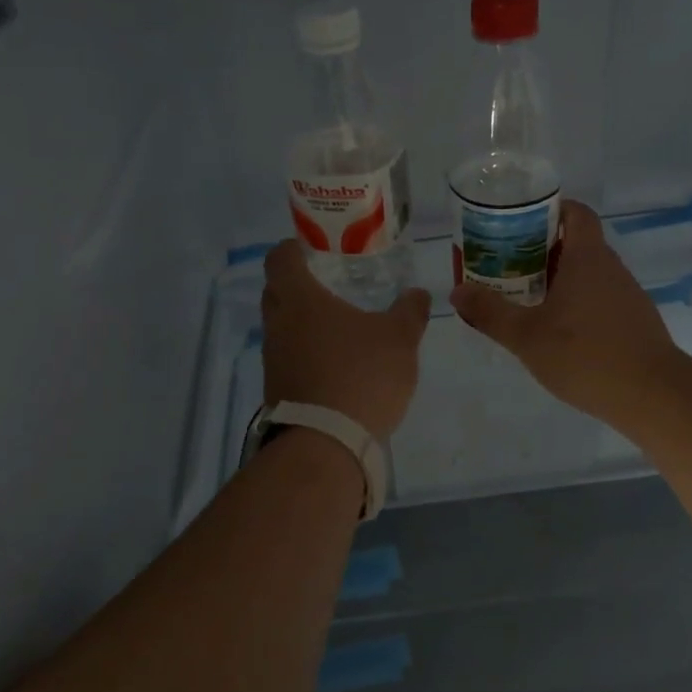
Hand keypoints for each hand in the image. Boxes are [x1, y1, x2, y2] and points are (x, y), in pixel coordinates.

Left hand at [262, 242, 431, 443]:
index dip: (294, 248)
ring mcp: (272, 358)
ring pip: (282, 327)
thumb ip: (410, 311)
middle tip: (332, 283)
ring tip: (339, 327)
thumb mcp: (400, 339)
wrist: (326, 443)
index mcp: (300, 299)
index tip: (315, 248)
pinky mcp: (276, 389)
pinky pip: (288, 357)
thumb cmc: (361, 375)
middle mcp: (277, 324)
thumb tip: (419, 293)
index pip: (280, 258)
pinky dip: (306, 353)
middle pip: (277, 291)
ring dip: (303, 323)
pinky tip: (335, 363)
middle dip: (299, 284)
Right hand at [450, 201, 678, 426]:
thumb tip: (458, 292)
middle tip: (508, 265)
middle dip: (542, 249)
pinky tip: (557, 332)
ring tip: (526, 299)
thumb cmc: (585, 355)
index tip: (520, 222)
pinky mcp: (633, 322)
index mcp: (587, 258)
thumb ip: (490, 313)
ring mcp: (627, 295)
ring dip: (558, 280)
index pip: (576, 213)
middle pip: (577, 243)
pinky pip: (599, 299)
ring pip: (588, 274)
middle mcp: (610, 268)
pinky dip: (576, 304)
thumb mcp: (526, 336)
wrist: (653, 395)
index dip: (551, 209)